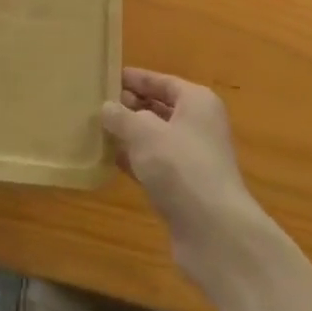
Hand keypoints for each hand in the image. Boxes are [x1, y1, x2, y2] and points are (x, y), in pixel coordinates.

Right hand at [102, 68, 264, 276]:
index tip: (107, 76)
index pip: (162, 82)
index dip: (135, 79)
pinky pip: (155, 166)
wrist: (215, 234)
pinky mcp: (184, 190)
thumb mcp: (144, 133)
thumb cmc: (181, 167)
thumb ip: (121, 116)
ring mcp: (193, 160)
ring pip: (155, 139)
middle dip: (130, 107)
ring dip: (130, 136)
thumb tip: (107, 107)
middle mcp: (199, 126)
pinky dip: (135, 162)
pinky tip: (110, 160)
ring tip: (97, 128)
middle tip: (97, 103)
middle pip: (160, 109)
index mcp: (197, 102)